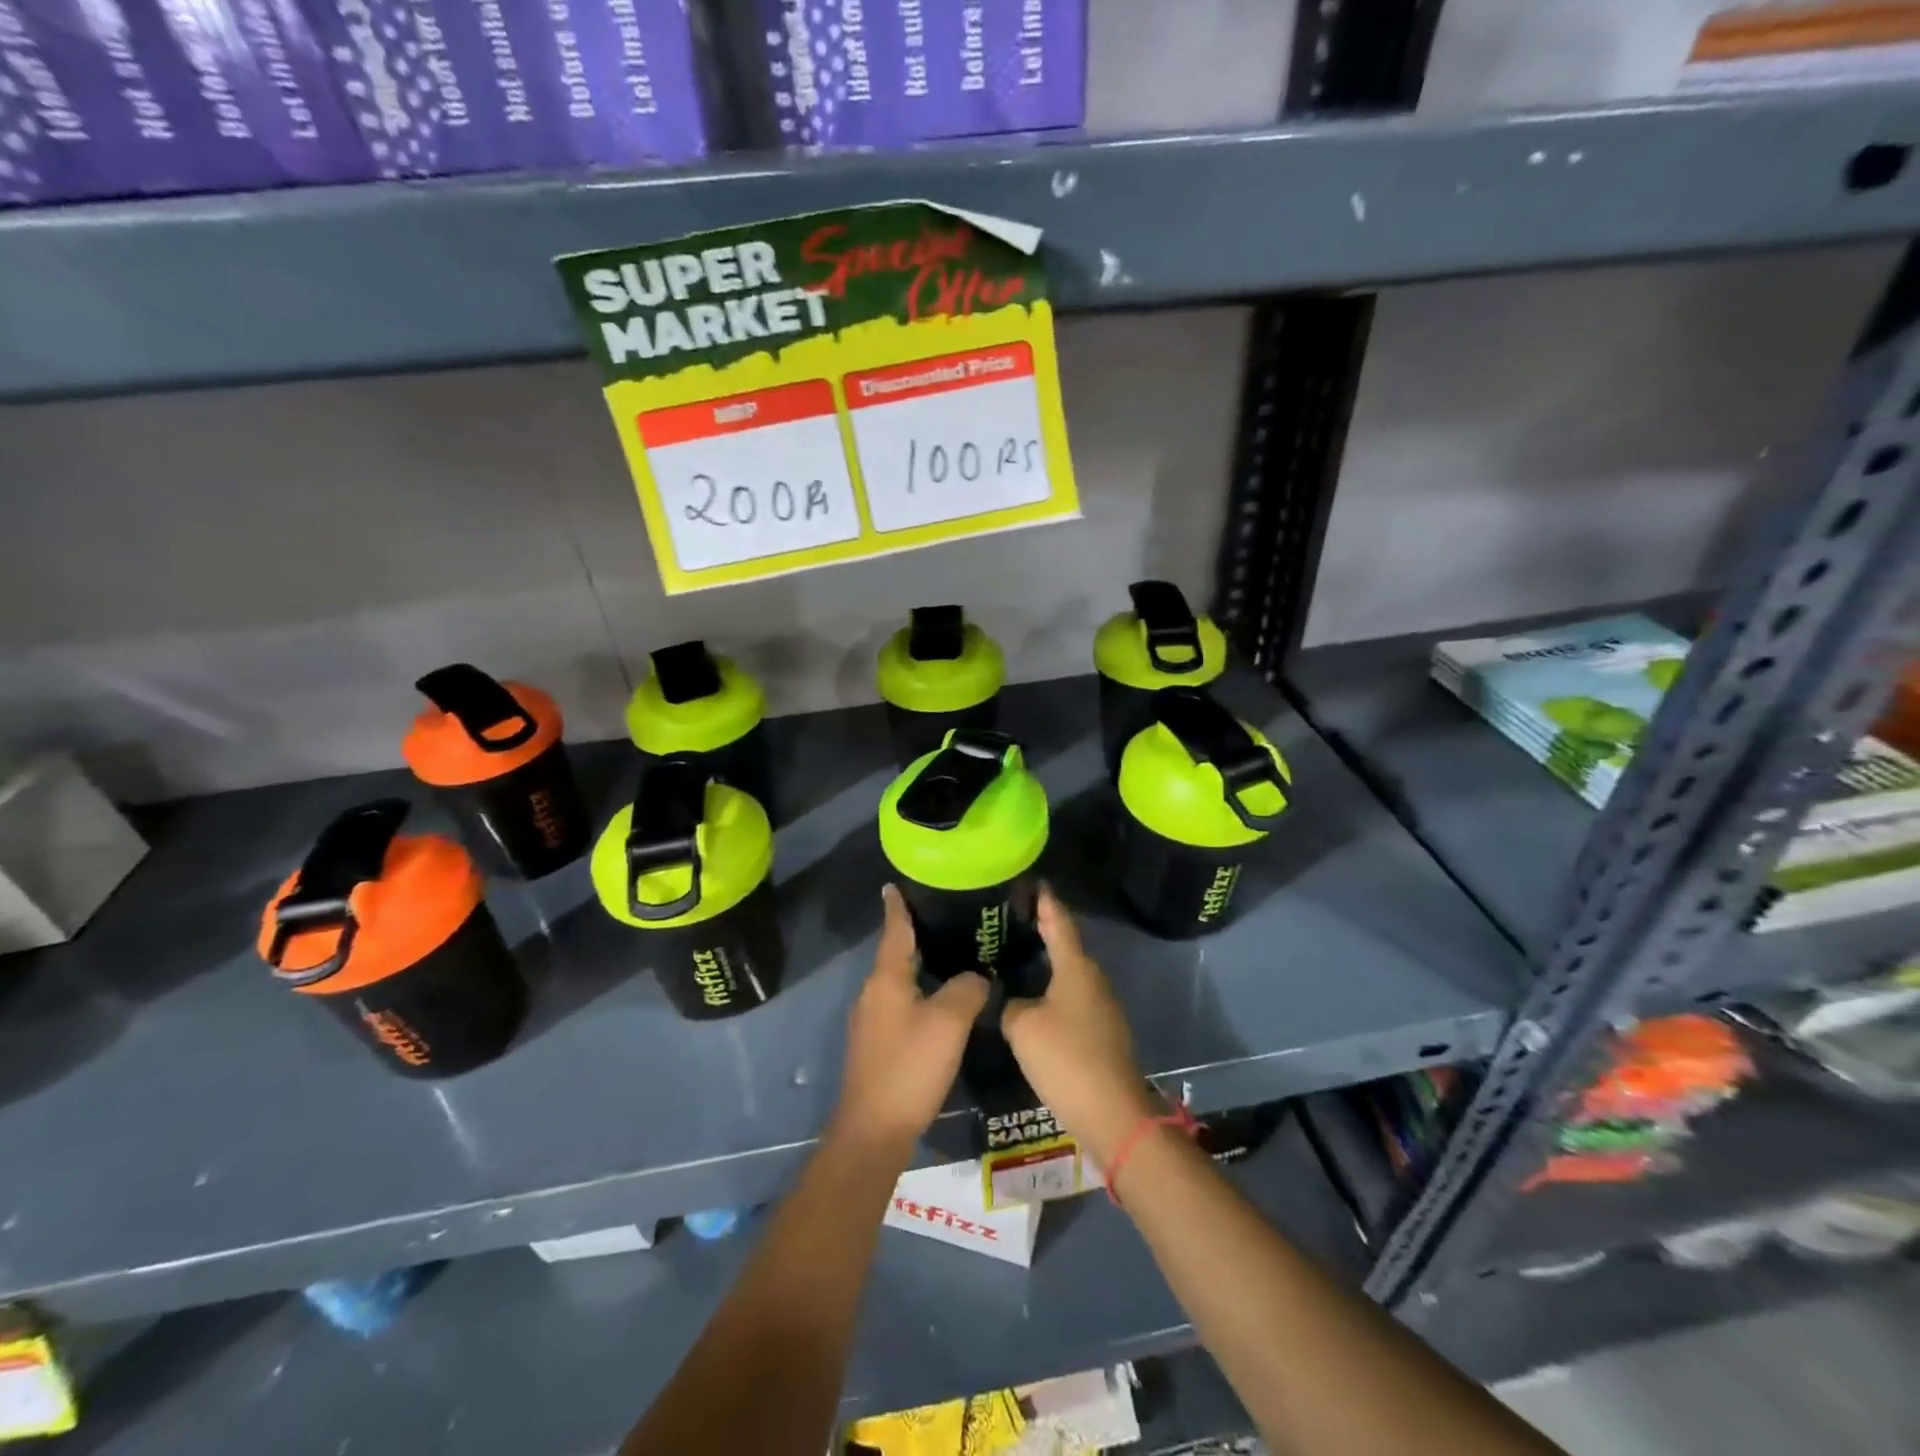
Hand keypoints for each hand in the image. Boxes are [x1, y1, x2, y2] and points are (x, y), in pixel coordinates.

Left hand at [832, 885, 989, 1162]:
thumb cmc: (910, 1066)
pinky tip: (941, 1002)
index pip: (894, 930)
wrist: (874, 1130)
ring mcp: (871, 1021)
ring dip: (919, 966)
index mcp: (886, 979)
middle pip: (896, 954)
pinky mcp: (876, 1045)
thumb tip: (976, 978)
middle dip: (916, 935)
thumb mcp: (949, 1021)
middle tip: (947, 918)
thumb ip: (966, 989)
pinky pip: (900, 1005)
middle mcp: (873, 993)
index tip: (894, 884)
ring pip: (898, 982)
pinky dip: (919, 993)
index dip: (897, 906)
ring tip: (951, 955)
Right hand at [1001, 887, 1157, 1163]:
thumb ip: (1010, 1006)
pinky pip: (1073, 1000)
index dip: (1045, 902)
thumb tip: (1012, 1000)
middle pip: (1066, 947)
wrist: (1113, 1114)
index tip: (1035, 882)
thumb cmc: (1066, 1059)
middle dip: (1043, 932)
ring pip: (1069, 976)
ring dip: (1047, 966)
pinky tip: (1034, 1001)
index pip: (1059, 922)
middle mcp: (1093, 980)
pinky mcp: (1103, 1033)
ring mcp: (1102, 1007)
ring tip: (1017, 957)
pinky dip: (1053, 993)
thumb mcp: (1023, 1027)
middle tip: (1012, 921)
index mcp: (1076, 968)